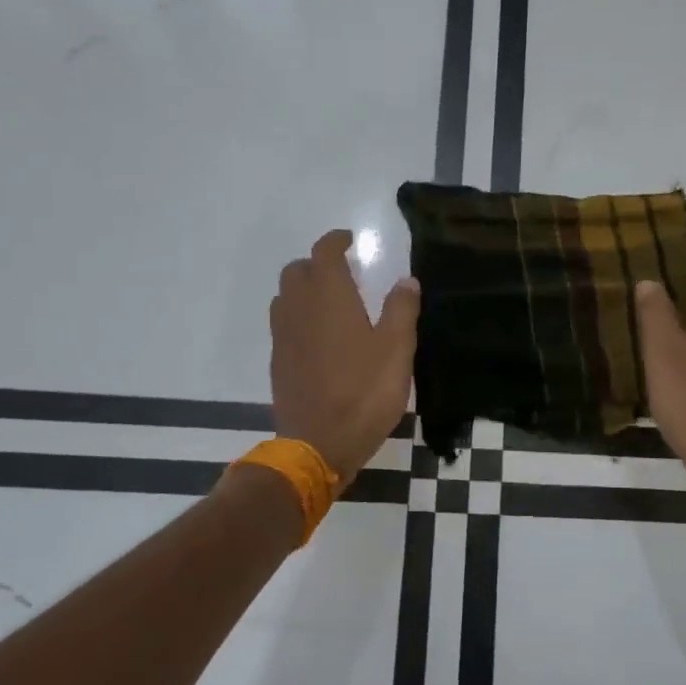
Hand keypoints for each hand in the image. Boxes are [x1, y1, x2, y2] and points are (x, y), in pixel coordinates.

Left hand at [270, 230, 419, 486]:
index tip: (350, 240)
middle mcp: (299, 309)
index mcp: (329, 298)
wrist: (319, 444)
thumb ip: (402, 310)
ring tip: (330, 302)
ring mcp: (284, 337)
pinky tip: (319, 338)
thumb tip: (406, 280)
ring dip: (304, 289)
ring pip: (285, 297)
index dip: (336, 241)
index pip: (324, 253)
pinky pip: (283, 325)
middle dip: (317, 264)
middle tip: (343, 273)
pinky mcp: (279, 363)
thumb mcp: (397, 350)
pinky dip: (298, 317)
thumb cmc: (364, 392)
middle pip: (297, 271)